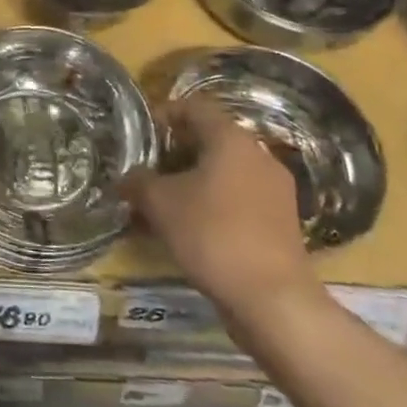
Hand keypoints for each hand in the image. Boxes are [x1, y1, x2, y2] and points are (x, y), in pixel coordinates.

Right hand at [122, 94, 318, 328]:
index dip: (163, 115)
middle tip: (146, 171)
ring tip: (162, 203)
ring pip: (224, 172)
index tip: (140, 135)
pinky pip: (238, 198)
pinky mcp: (281, 221)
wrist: (273, 299)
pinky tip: (189, 228)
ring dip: (192, 181)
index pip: (194, 107)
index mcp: (231, 139)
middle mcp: (258, 155)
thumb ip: (138, 182)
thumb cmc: (212, 234)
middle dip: (174, 153)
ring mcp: (274, 190)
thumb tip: (126, 178)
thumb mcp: (159, 203)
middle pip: (210, 139)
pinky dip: (212, 204)